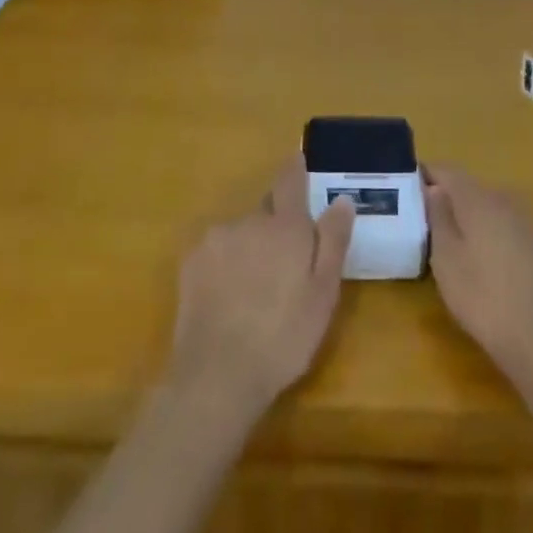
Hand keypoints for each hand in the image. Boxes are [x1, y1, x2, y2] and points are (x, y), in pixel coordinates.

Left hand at [166, 162, 355, 424]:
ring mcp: (215, 239)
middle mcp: (248, 220)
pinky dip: (226, 263)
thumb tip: (342, 198)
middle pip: (266, 212)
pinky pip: (217, 251)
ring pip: (241, 232)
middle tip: (286, 267)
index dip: (296, 167)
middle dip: (276, 228)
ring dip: (250, 248)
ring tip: (256, 291)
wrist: (218, 375)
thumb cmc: (284, 336)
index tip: (299, 158)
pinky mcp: (191, 261)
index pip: (290, 180)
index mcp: (285, 226)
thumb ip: (333, 241)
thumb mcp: (323, 293)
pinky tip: (230, 297)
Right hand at [424, 164, 532, 381]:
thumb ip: (438, 216)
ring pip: (489, 205)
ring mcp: (527, 221)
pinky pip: (506, 224)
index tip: (407, 190)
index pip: (447, 171)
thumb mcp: (446, 258)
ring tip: (450, 241)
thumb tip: (434, 188)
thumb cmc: (482, 297)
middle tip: (424, 220)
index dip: (425, 175)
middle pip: (469, 187)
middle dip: (446, 197)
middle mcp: (505, 199)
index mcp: (478, 198)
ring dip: (469, 215)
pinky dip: (489, 231)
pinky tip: (483, 259)